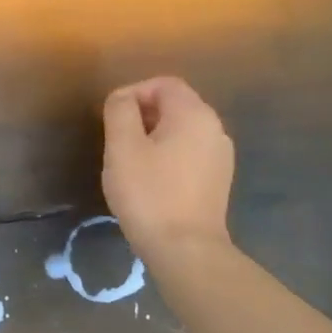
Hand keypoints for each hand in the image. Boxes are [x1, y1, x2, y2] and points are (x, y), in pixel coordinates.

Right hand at [101, 76, 236, 265]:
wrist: (185, 248)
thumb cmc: (149, 194)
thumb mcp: (122, 148)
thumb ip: (119, 112)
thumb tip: (122, 98)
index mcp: (194, 114)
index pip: (163, 83)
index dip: (133, 92)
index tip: (111, 118)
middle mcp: (214, 128)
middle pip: (175, 105)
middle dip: (142, 115)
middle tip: (116, 141)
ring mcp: (221, 155)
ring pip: (182, 130)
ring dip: (154, 137)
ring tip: (130, 162)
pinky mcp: (218, 179)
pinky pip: (189, 152)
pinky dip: (168, 155)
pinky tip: (151, 180)